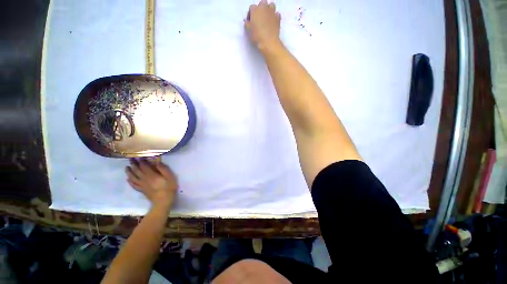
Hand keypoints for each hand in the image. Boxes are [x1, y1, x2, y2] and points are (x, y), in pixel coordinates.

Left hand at [126, 159, 177, 208]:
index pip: (144, 166)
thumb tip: (157, 161)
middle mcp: (144, 179)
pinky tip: (128, 179)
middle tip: (130, 159)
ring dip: (129, 172)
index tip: (139, 156)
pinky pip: (133, 185)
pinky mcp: (141, 190)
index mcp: (152, 175)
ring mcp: (142, 185)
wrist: (163, 202)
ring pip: (133, 177)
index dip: (141, 161)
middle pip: (137, 171)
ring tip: (127, 167)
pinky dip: (130, 181)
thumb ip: (163, 169)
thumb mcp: (170, 177)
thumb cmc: (169, 188)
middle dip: (133, 164)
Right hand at [245, 0, 281, 52]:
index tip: (250, 22)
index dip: (250, 15)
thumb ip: (247, 23)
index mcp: (255, 9)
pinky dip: (274, 17)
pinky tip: (272, 23)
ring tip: (266, 18)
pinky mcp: (278, 18)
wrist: (269, 42)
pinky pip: (276, 14)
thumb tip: (248, 21)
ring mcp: (272, 12)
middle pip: (262, 3)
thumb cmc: (256, 36)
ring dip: (268, 10)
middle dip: (260, 9)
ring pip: (271, 6)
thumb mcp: (247, 30)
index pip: (251, 8)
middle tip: (259, 18)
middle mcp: (264, 7)